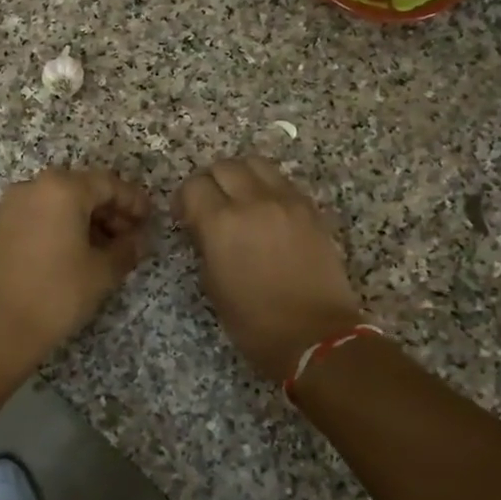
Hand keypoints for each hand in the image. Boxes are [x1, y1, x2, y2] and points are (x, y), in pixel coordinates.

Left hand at [0, 168, 152, 361]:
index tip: (150, 219)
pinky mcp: (0, 225)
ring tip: (108, 247)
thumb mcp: (103, 271)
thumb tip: (137, 240)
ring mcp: (13, 204)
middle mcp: (34, 186)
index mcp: (62, 188)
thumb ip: (127, 248)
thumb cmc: (58, 293)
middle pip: (82, 188)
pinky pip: (41, 213)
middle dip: (110, 210)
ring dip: (87, 218)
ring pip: (60, 201)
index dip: (133, 201)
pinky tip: (78, 251)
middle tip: (131, 235)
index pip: (108, 184)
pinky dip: (62, 224)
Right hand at [174, 156, 365, 382]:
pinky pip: (282, 182)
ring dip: (241, 176)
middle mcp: (253, 202)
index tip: (186, 216)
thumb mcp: (212, 284)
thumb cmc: (254, 321)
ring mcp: (287, 201)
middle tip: (211, 205)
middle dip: (211, 182)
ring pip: (256, 163)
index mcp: (221, 223)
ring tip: (240, 200)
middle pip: (224, 166)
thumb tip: (203, 226)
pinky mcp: (311, 208)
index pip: (194, 185)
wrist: (316, 335)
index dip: (184, 199)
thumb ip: (205, 243)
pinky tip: (268, 212)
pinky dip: (268, 188)